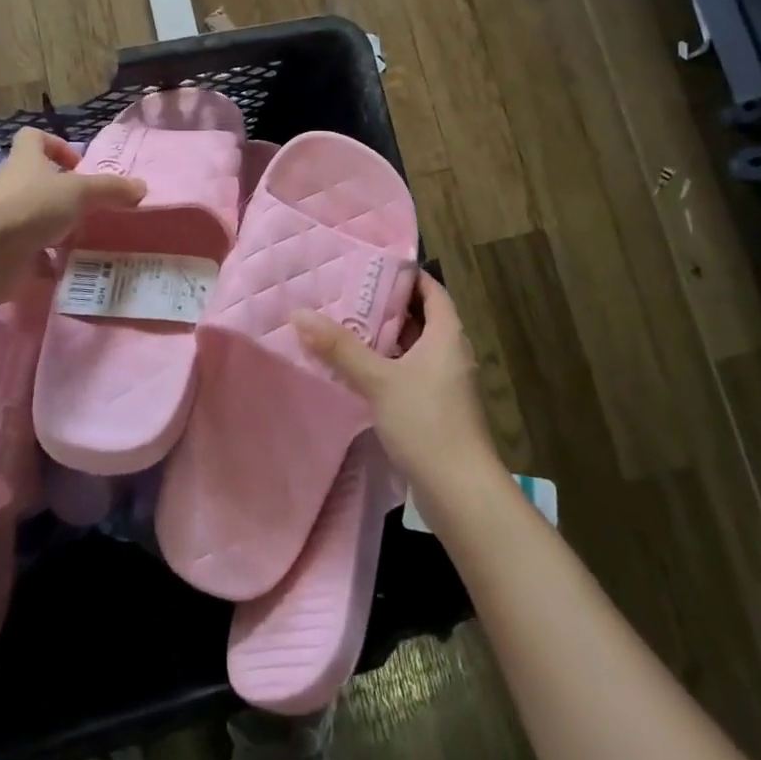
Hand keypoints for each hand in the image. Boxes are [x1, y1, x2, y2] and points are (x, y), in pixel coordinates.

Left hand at [0, 127, 145, 280]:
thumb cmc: (30, 207)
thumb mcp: (79, 192)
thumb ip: (110, 189)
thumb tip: (141, 188)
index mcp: (25, 162)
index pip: (32, 138)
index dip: (54, 145)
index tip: (77, 164)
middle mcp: (12, 187)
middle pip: (35, 181)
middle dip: (62, 194)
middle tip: (90, 208)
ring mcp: (4, 221)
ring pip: (33, 218)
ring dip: (55, 228)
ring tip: (84, 240)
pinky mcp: (2, 252)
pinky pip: (29, 254)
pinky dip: (46, 261)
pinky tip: (67, 269)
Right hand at [294, 273, 499, 495]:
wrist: (460, 492)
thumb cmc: (426, 423)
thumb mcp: (379, 380)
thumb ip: (340, 348)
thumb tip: (300, 313)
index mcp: (447, 336)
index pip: (431, 291)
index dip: (406, 276)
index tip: (372, 267)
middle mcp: (451, 354)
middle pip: (420, 318)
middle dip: (387, 307)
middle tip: (347, 295)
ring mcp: (445, 384)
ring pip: (413, 349)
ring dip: (384, 339)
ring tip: (344, 327)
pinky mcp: (436, 410)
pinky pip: (409, 374)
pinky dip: (387, 366)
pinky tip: (357, 372)